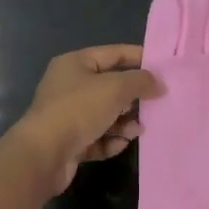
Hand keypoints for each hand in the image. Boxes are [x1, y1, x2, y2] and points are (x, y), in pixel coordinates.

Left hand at [12, 45, 161, 192]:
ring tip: (138, 130)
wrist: (43, 155)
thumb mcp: (115, 88)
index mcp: (75, 64)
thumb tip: (159, 83)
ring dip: (124, 122)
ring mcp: (68, 115)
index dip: (139, 58)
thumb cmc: (79, 109)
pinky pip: (97, 137)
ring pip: (105, 114)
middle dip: (133, 96)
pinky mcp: (69, 142)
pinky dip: (111, 140)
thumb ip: (141, 81)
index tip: (164, 69)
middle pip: (110, 86)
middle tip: (156, 104)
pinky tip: (121, 144)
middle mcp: (69, 86)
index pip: (114, 53)